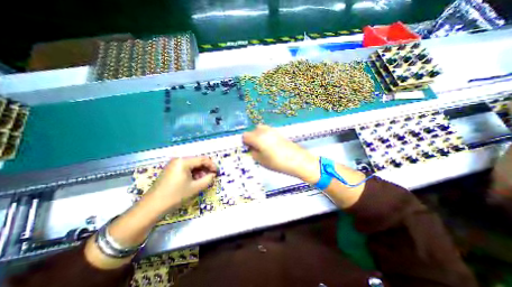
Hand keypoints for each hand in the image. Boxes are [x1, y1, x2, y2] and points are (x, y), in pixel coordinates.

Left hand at [144, 157, 217, 213]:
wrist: (152, 207)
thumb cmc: (175, 196)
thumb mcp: (195, 188)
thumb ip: (208, 179)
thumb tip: (213, 175)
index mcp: (183, 161)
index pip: (202, 159)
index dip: (212, 165)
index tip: (217, 173)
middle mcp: (178, 160)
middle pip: (197, 161)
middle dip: (205, 169)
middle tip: (211, 177)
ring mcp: (173, 165)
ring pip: (191, 165)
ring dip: (199, 172)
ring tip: (202, 181)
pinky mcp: (170, 170)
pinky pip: (185, 169)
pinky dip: (192, 174)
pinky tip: (194, 182)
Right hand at [241, 124, 318, 182]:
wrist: (296, 160)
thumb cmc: (276, 162)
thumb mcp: (260, 160)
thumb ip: (253, 152)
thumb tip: (251, 148)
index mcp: (257, 137)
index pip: (245, 136)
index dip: (245, 143)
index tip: (248, 149)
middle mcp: (264, 131)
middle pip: (252, 131)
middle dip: (252, 139)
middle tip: (255, 148)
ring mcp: (272, 130)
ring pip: (260, 130)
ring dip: (258, 136)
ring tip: (263, 147)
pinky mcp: (278, 132)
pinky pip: (267, 131)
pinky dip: (265, 136)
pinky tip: (270, 145)